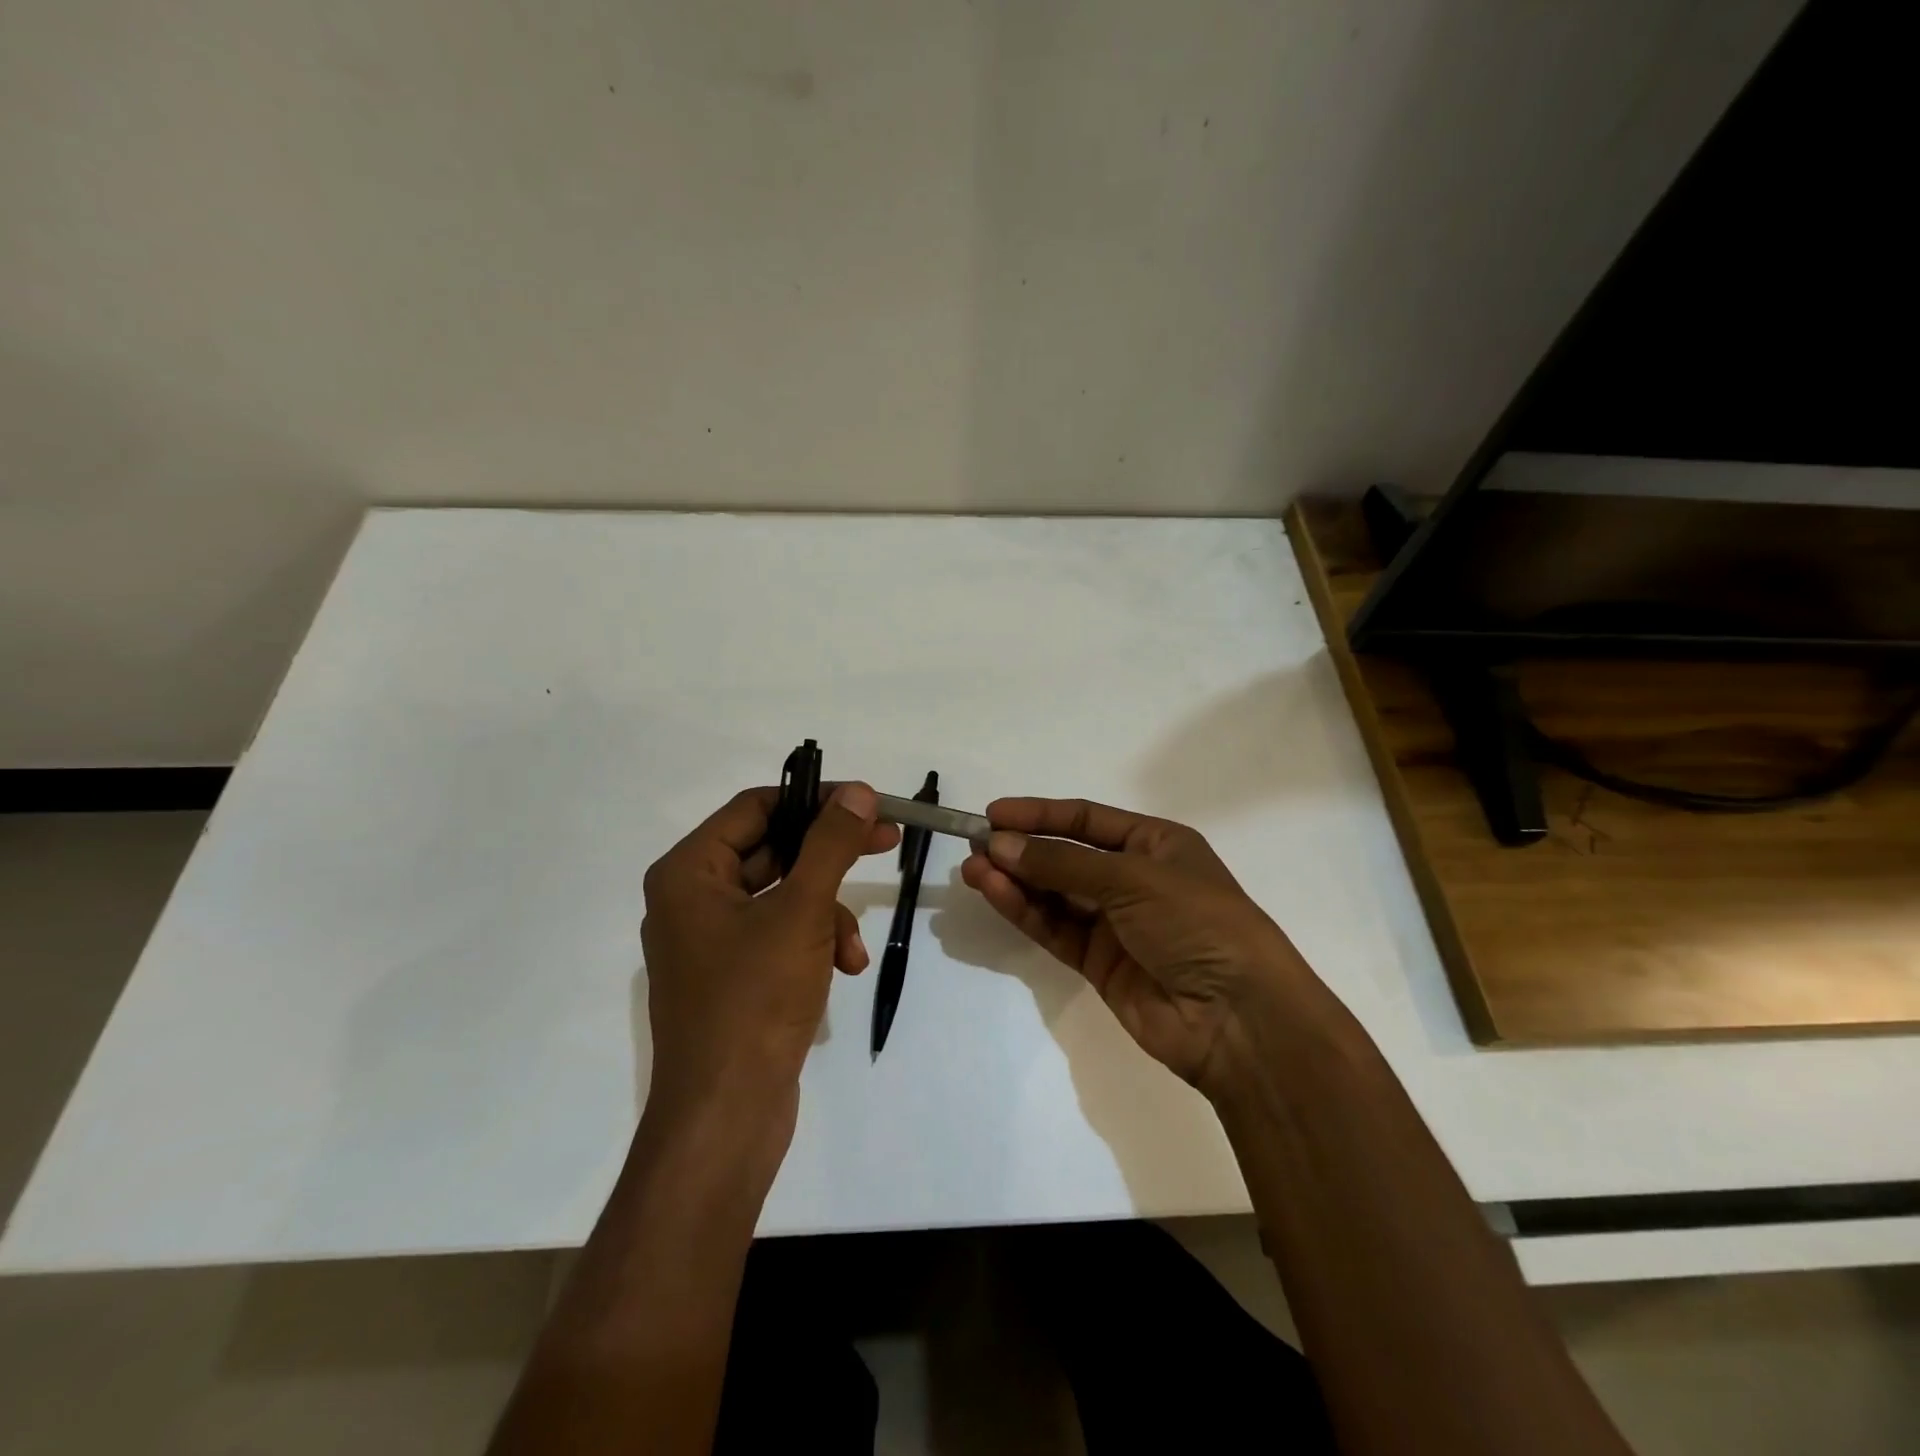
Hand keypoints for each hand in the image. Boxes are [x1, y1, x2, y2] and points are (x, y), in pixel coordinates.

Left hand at [640, 783, 899, 1148]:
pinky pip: (780, 935)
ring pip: (784, 895)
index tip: (865, 802)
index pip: (755, 807)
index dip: (814, 800)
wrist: (727, 1115)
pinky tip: (844, 969)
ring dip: (828, 913)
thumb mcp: (802, 911)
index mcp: (689, 873)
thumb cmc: (756, 998)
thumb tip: (856, 792)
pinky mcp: (733, 976)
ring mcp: (711, 941)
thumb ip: (831, 844)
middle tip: (885, 840)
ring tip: (852, 948)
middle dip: (830, 858)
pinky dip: (815, 944)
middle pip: (773, 850)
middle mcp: (692, 899)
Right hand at [960, 798, 1320, 1094]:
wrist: (1237, 1017)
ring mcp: (1115, 923)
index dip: (1039, 815)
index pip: (1086, 821)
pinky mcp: (1099, 964)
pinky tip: (995, 893)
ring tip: (972, 869)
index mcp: (1155, 844)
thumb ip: (1061, 863)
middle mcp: (1133, 879)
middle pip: (1065, 857)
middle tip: (974, 845)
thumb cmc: (1196, 923)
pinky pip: (1055, 928)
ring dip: (1015, 880)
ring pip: (1054, 894)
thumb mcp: (1131, 878)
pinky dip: (1025, 911)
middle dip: (1021, 849)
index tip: (993, 813)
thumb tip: (998, 845)